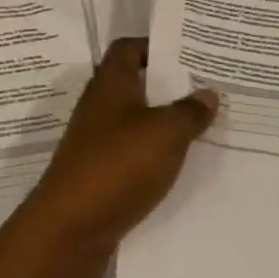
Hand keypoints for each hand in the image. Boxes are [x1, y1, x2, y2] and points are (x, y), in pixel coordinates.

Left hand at [11, 38, 217, 277]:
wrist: (68, 231)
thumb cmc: (117, 166)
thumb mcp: (165, 133)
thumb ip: (189, 111)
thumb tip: (207, 93)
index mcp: (110, 83)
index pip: (129, 48)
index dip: (157, 46)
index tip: (190, 54)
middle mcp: (100, 106)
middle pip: (137, 84)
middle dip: (171, 86)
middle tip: (210, 89)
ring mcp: (97, 142)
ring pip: (138, 121)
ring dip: (166, 123)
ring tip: (206, 126)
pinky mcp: (100, 174)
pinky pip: (134, 154)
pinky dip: (156, 155)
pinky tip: (183, 166)